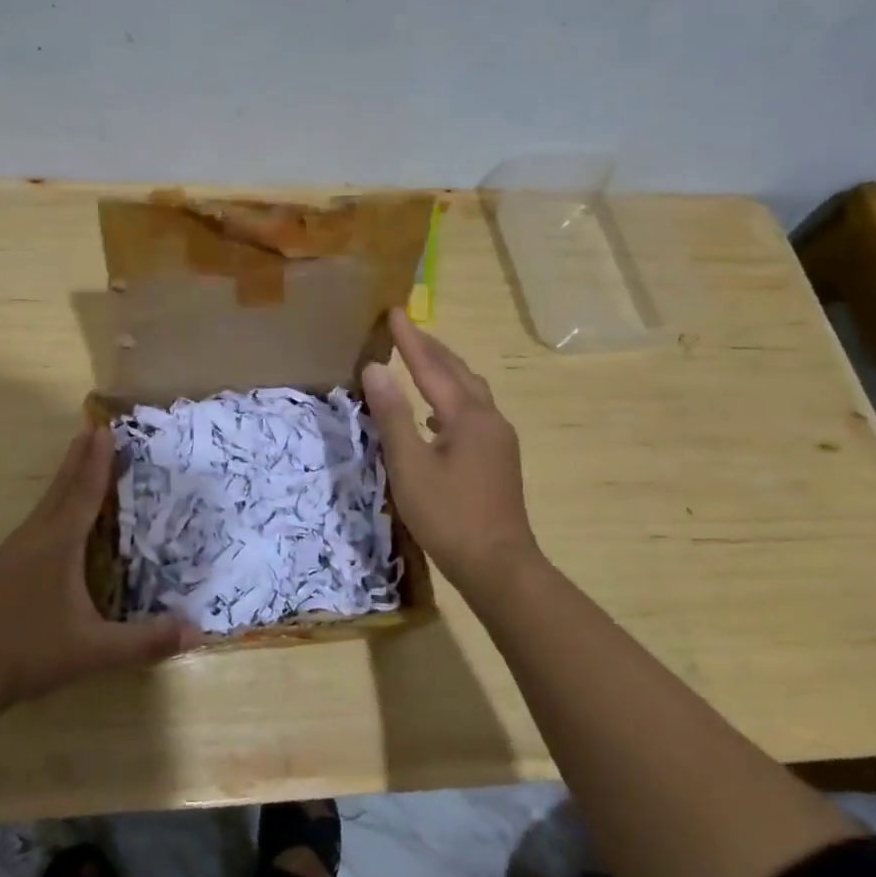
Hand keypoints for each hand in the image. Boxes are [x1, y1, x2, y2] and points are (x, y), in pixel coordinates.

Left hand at [0, 426, 197, 705]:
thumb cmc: (32, 652)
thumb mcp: (95, 651)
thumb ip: (146, 641)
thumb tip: (197, 631)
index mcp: (59, 545)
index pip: (84, 493)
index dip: (97, 461)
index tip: (105, 429)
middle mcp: (36, 537)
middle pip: (62, 488)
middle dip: (79, 458)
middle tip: (92, 429)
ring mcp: (15, 551)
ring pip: (46, 503)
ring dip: (65, 478)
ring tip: (78, 461)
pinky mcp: (5, 566)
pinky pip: (38, 520)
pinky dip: (54, 502)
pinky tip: (56, 517)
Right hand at [362, 308, 547, 605]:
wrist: (498, 565)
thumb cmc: (448, 515)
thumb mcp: (410, 465)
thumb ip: (392, 415)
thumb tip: (376, 369)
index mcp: (467, 416)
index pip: (432, 366)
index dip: (410, 339)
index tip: (394, 311)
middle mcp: (488, 418)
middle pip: (458, 372)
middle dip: (431, 348)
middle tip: (406, 328)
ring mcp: (499, 439)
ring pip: (470, 391)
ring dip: (444, 371)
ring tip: (420, 361)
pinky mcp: (499, 458)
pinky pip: (473, 411)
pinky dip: (451, 398)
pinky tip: (435, 413)